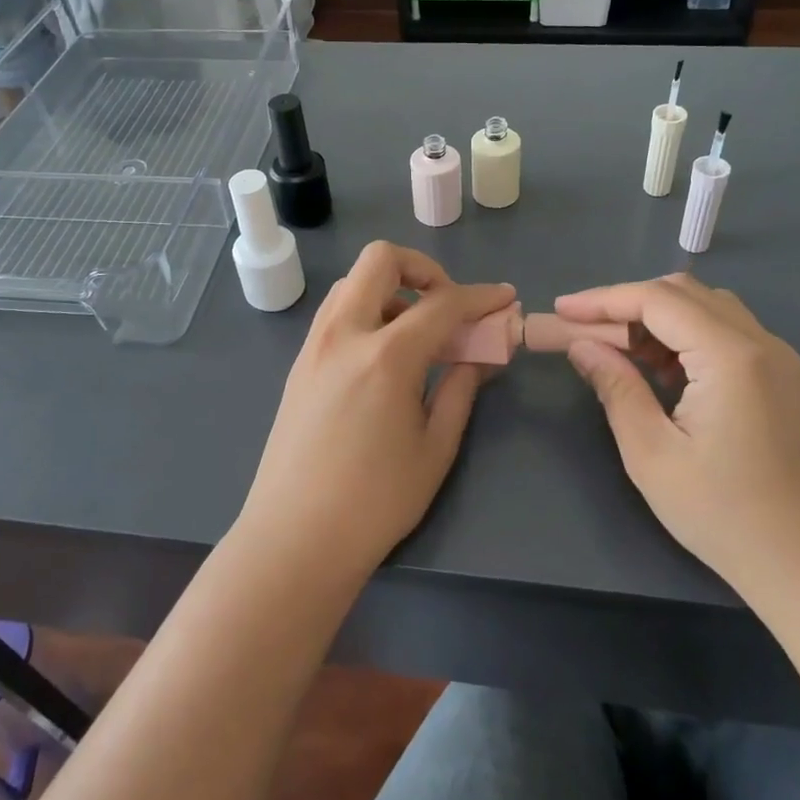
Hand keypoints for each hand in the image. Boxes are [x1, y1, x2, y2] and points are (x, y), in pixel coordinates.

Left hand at [236, 242, 514, 580]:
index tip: (505, 298)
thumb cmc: (375, 502)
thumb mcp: (435, 447)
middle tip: (446, 305)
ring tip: (416, 333)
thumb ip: (461, 388)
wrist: (294, 538)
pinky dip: (366, 310)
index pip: (442, 303)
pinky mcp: (299, 363)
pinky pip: (336, 312)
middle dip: (423, 267)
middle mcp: (344, 334)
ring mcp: (314, 345)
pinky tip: (384, 355)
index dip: (481, 296)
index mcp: (385, 355)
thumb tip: (481, 354)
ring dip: (390, 289)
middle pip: (381, 260)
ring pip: (352, 282)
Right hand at [554, 274, 799, 597]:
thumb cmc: (726, 516)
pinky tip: (663, 372)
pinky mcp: (786, 379)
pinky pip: (728, 333)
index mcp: (731, 356)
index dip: (603, 299)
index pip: (657, 299)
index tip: (561, 310)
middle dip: (628, 304)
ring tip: (621, 353)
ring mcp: (781, 359)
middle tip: (587, 334)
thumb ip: (615, 388)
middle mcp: (762, 343)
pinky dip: (687, 336)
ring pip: (708, 308)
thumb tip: (582, 346)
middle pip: (684, 293)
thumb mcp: (653, 455)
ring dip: (659, 318)